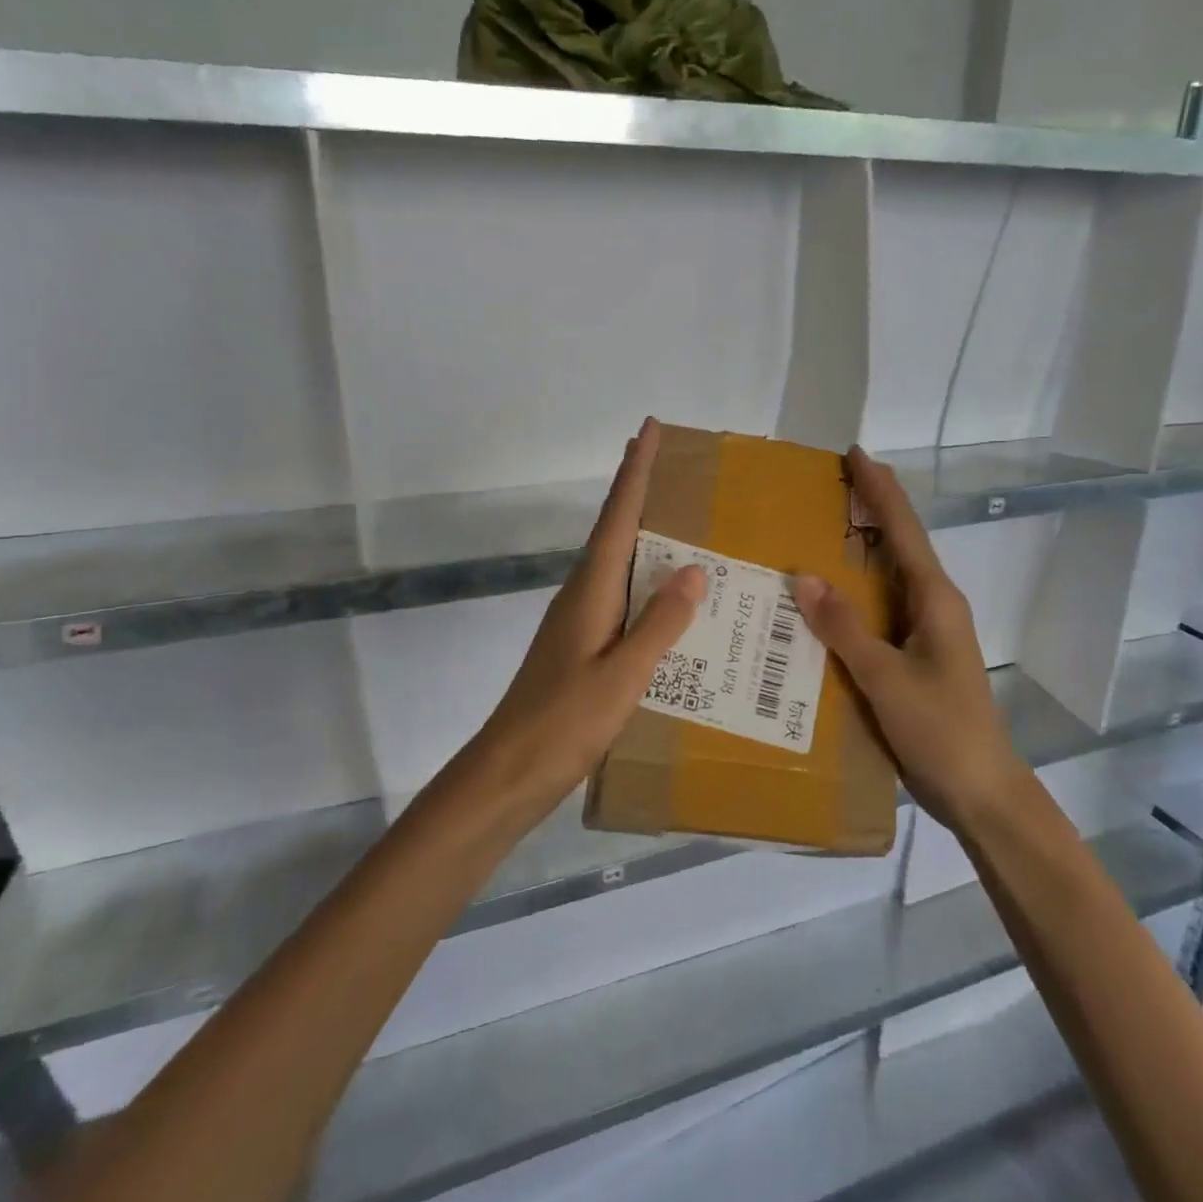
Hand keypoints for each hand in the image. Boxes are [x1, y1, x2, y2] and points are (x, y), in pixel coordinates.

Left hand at [466, 418, 706, 823]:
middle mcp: (583, 595)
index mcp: (591, 590)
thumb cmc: (564, 722)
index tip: (649, 430)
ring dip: (643, 534)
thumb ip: (660, 623)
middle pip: (614, 530)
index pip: (618, 517)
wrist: (509, 771)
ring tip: (683, 521)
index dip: (636, 472)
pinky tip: (667, 599)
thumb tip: (693, 568)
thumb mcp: (622, 674)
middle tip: (673, 464)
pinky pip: (620, 595)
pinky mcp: (581, 645)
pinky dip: (644, 580)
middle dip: (639, 492)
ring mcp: (579, 620)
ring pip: (617, 562)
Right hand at [792, 447, 1021, 828]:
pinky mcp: (916, 655)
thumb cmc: (941, 730)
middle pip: (899, 543)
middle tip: (826, 487)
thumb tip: (803, 576)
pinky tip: (828, 600)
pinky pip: (880, 610)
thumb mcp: (887, 678)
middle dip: (869, 510)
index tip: (855, 453)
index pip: (903, 529)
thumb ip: (845, 628)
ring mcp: (927, 631)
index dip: (879, 489)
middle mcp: (934, 605)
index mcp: (934, 599)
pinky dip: (855, 593)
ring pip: (889, 576)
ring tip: (819, 530)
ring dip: (861, 549)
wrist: (981, 792)